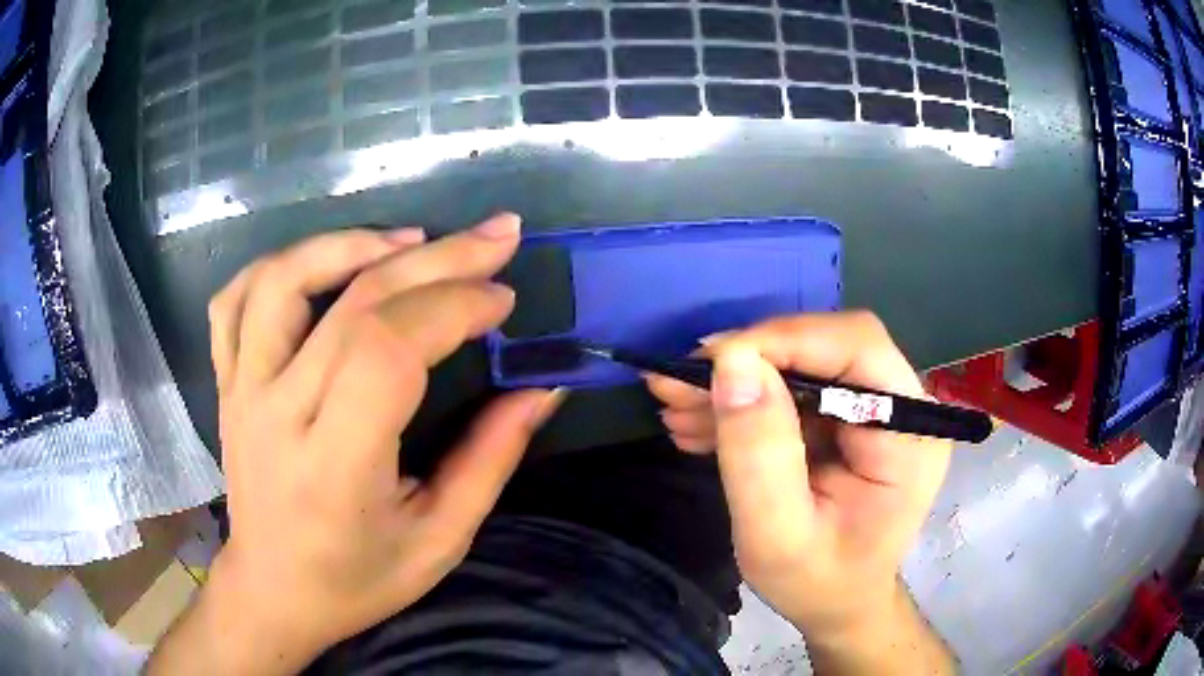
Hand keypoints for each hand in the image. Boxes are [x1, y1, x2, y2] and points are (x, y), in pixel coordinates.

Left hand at [150, 214, 561, 674]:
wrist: (273, 591)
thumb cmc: (357, 580)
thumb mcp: (440, 540)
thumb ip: (490, 459)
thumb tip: (541, 388)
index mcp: (334, 468)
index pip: (387, 352)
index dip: (453, 308)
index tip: (502, 300)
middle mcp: (277, 415)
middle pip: (353, 305)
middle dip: (438, 259)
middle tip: (496, 237)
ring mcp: (241, 390)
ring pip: (282, 280)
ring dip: (351, 243)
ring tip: (410, 238)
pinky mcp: (226, 382)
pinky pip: (234, 299)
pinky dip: (280, 263)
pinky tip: (324, 260)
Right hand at [646, 313, 951, 656]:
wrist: (838, 604)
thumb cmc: (817, 583)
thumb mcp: (776, 536)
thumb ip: (758, 454)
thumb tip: (731, 363)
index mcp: (909, 435)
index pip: (858, 347)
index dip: (785, 340)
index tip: (711, 363)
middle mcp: (904, 406)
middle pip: (828, 346)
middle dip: (750, 360)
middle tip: (679, 383)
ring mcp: (878, 409)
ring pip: (805, 362)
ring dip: (738, 380)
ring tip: (676, 405)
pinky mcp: (851, 418)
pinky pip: (796, 389)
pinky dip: (746, 400)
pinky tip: (701, 421)